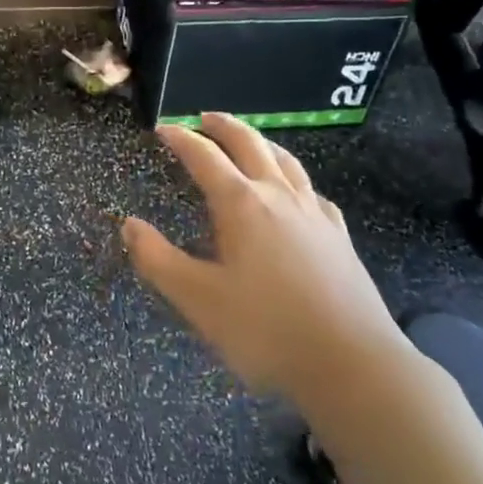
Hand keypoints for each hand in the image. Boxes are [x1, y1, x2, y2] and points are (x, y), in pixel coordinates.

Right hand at [123, 113, 405, 420]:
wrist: (353, 364)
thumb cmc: (266, 330)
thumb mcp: (197, 299)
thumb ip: (157, 259)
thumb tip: (129, 224)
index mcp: (241, 205)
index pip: (205, 157)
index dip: (181, 139)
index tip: (163, 129)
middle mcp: (279, 197)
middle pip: (250, 144)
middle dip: (224, 126)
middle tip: (204, 118)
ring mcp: (315, 214)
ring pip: (286, 161)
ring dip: (261, 142)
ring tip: (249, 140)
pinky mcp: (339, 237)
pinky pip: (313, 192)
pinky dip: (295, 179)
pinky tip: (297, 193)